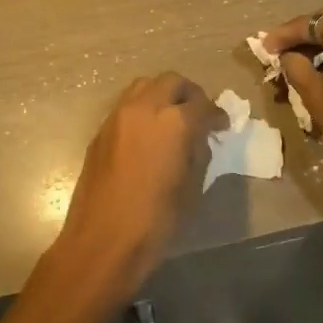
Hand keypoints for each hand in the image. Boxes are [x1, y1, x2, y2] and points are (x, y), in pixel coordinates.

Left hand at [34, 73, 226, 322]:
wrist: (102, 240)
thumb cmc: (155, 221)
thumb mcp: (191, 188)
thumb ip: (198, 154)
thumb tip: (198, 140)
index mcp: (173, 122)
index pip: (202, 105)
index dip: (217, 115)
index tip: (222, 126)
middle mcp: (144, 108)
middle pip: (171, 82)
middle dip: (189, 94)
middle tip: (199, 114)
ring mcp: (117, 116)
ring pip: (144, 86)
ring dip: (162, 95)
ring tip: (173, 118)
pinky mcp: (100, 131)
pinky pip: (126, 105)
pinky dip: (142, 109)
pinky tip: (149, 134)